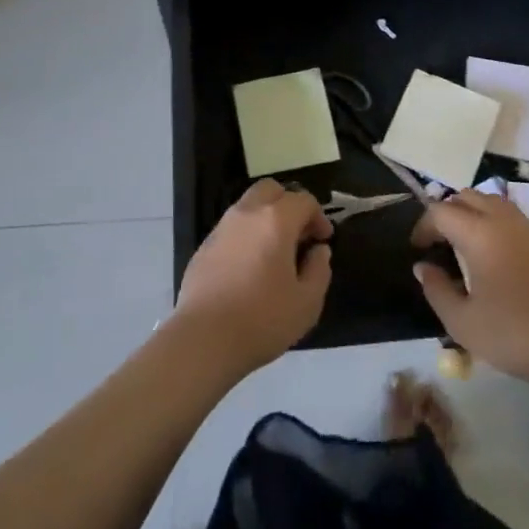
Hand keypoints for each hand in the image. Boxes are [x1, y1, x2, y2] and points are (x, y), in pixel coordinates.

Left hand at [173, 180, 332, 376]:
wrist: (204, 338)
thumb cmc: (262, 319)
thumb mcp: (307, 303)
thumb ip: (319, 270)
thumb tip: (319, 251)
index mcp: (276, 220)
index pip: (303, 200)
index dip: (319, 216)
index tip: (323, 240)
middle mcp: (247, 213)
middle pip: (271, 189)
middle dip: (289, 204)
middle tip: (298, 234)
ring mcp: (222, 227)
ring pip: (248, 204)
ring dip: (266, 217)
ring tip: (275, 251)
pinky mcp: (205, 245)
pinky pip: (232, 227)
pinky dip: (246, 234)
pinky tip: (250, 266)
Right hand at [412, 190, 528, 387]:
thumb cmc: (514, 335)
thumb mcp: (463, 323)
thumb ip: (436, 290)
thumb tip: (423, 267)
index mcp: (479, 234)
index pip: (441, 211)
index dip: (424, 226)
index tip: (419, 248)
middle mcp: (504, 220)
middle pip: (467, 196)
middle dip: (448, 212)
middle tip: (441, 241)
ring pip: (493, 202)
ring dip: (474, 214)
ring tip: (468, 244)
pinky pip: (516, 219)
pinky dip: (499, 225)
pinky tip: (501, 257)